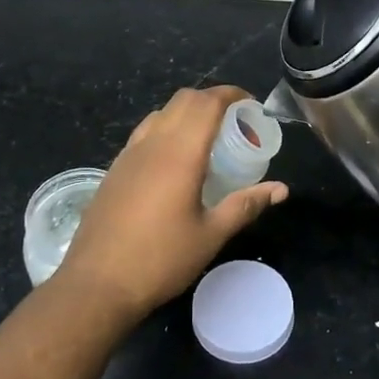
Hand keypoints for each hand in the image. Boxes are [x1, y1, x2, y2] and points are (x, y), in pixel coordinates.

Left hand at [53, 85, 287, 319]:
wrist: (97, 283)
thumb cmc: (160, 259)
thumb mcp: (211, 235)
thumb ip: (245, 205)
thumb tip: (280, 189)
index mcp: (180, 153)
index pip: (207, 103)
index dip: (231, 94)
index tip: (250, 104)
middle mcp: (152, 144)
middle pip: (183, 100)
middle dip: (211, 99)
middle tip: (234, 120)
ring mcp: (128, 155)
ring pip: (160, 113)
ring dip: (186, 112)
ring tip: (207, 138)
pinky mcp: (114, 170)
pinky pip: (144, 133)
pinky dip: (166, 129)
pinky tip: (175, 160)